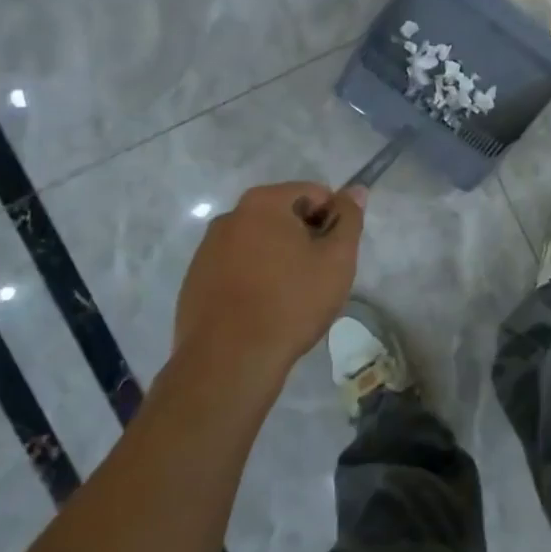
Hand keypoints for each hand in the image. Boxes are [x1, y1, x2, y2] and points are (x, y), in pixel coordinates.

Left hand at [173, 181, 365, 403]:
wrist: (229, 361)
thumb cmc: (290, 303)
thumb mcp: (337, 259)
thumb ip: (349, 219)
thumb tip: (354, 191)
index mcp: (264, 202)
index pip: (314, 193)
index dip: (333, 220)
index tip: (336, 255)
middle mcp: (230, 216)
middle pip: (284, 215)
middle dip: (305, 239)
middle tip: (317, 278)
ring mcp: (207, 248)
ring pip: (259, 243)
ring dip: (279, 259)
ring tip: (289, 299)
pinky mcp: (196, 280)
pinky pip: (236, 268)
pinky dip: (254, 279)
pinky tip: (262, 311)